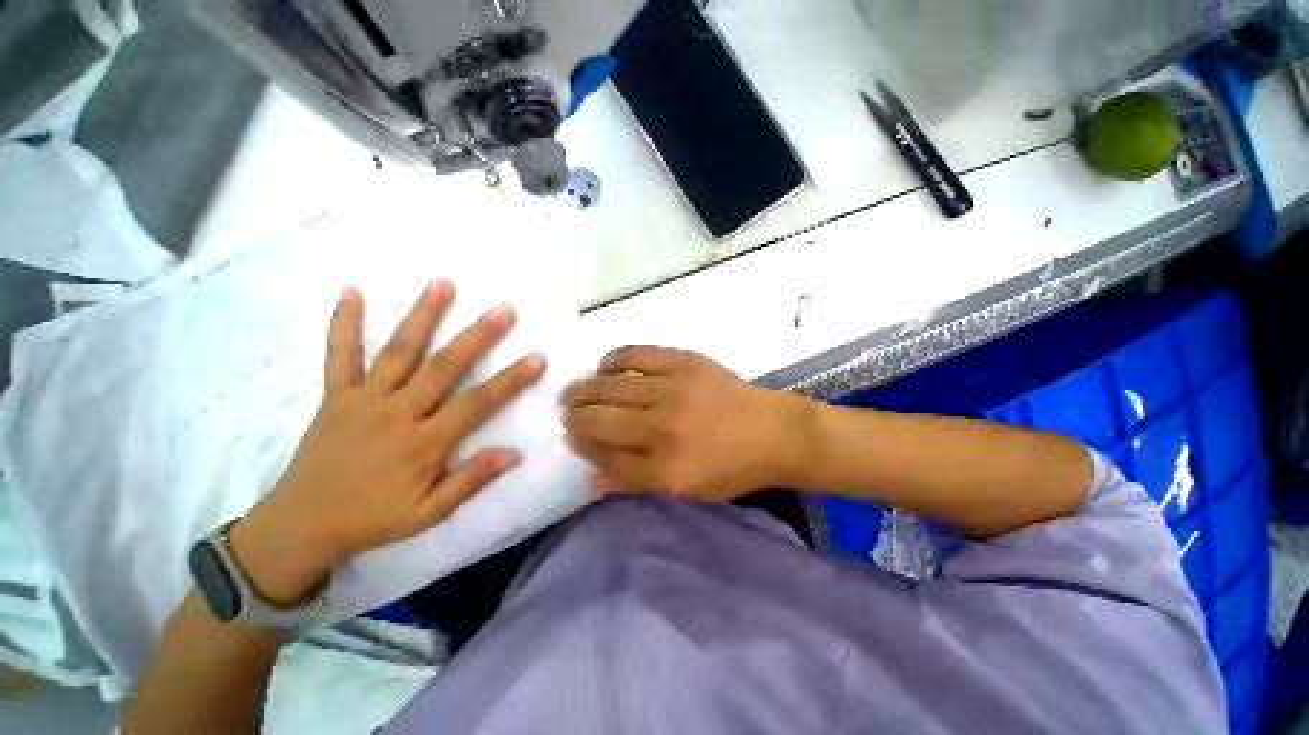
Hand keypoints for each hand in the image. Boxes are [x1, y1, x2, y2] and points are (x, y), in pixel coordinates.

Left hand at [228, 282, 545, 605]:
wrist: (302, 524)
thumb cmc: (373, 519)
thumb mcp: (428, 513)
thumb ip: (470, 481)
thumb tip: (514, 453)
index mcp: (424, 443)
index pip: (477, 404)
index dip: (511, 380)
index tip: (537, 357)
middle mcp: (398, 413)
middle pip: (444, 367)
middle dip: (477, 336)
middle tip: (503, 309)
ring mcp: (363, 400)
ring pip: (398, 351)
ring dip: (422, 315)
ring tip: (443, 282)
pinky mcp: (334, 396)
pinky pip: (338, 356)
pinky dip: (343, 323)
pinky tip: (352, 291)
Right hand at [562, 346, 812, 501]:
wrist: (772, 431)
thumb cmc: (730, 468)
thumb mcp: (684, 490)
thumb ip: (635, 482)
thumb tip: (591, 477)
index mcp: (664, 467)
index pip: (605, 455)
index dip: (582, 444)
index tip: (571, 435)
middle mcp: (662, 427)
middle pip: (601, 418)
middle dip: (575, 414)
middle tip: (567, 409)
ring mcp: (673, 388)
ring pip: (611, 385)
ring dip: (586, 387)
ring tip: (576, 389)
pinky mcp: (684, 361)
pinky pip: (636, 353)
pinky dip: (613, 359)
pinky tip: (605, 366)